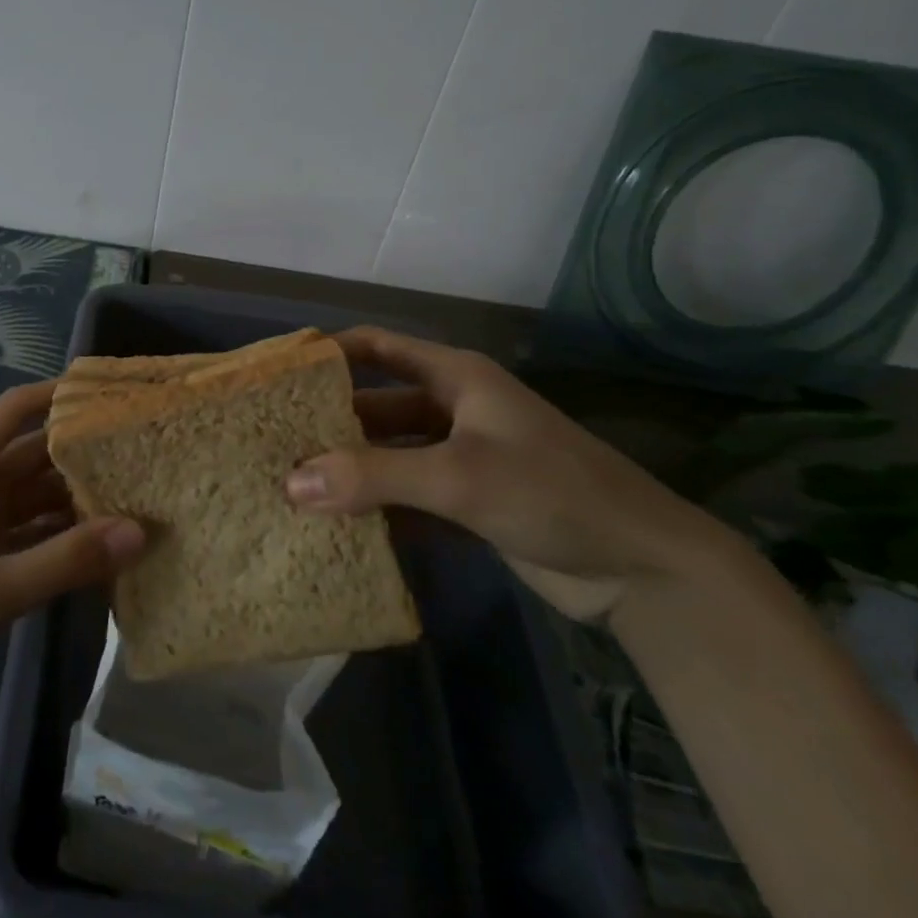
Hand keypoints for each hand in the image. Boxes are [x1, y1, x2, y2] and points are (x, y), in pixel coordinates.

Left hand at [0, 381, 144, 701]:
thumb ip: (64, 560)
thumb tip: (138, 531)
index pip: (17, 408)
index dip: (61, 393)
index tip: (112, 393)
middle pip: (37, 450)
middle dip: (85, 449)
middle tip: (144, 449)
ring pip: (40, 490)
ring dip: (81, 493)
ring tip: (140, 490)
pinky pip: (36, 527)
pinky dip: (67, 531)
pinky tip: (109, 540)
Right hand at [288, 327, 721, 620]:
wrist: (643, 570)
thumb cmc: (551, 493)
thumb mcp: (458, 477)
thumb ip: (374, 476)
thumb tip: (290, 483)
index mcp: (455, 378)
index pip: (378, 347)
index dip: (330, 353)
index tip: (279, 373)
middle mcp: (454, 409)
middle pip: (378, 405)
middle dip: (331, 423)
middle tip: (274, 443)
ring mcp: (463, 457)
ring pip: (391, 454)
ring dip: (351, 469)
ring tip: (293, 487)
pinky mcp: (470, 502)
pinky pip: (409, 495)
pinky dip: (378, 507)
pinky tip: (337, 526)